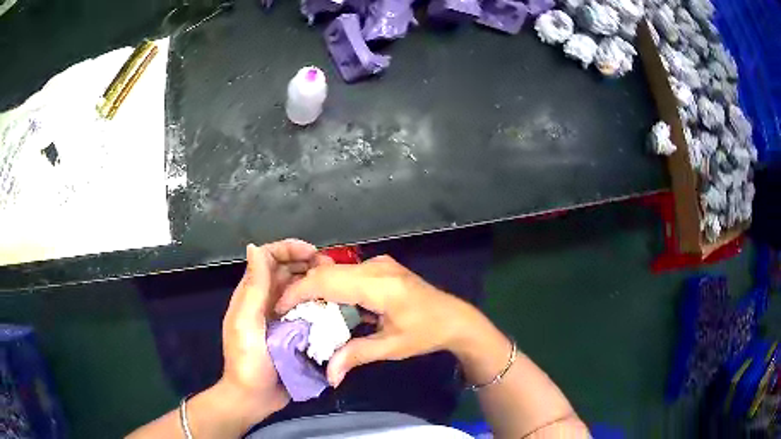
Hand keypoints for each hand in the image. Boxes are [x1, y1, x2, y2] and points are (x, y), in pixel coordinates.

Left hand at [220, 240, 332, 420]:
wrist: (256, 397)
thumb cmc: (247, 360)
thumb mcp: (246, 323)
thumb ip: (253, 288)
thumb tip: (254, 247)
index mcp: (253, 293)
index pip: (268, 258)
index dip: (289, 249)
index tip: (313, 253)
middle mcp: (268, 300)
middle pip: (288, 270)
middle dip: (309, 263)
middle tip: (333, 270)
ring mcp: (283, 317)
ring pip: (301, 290)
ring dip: (318, 284)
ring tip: (339, 286)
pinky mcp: (296, 333)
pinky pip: (310, 312)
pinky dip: (322, 305)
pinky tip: (338, 308)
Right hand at [275, 255, 480, 386]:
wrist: (455, 318)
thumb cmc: (426, 332)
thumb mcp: (391, 348)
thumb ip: (356, 356)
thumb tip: (329, 375)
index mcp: (378, 285)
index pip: (327, 281)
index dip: (299, 292)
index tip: (281, 308)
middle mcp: (376, 267)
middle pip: (328, 272)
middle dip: (303, 290)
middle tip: (289, 313)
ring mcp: (380, 264)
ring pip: (336, 271)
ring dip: (317, 288)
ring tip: (304, 311)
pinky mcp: (381, 268)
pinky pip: (348, 274)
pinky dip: (333, 288)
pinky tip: (329, 307)